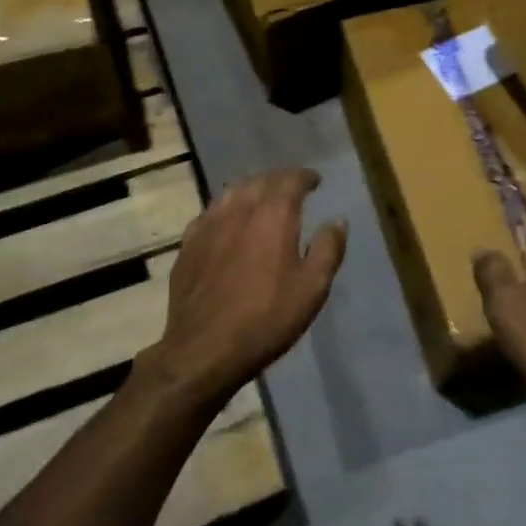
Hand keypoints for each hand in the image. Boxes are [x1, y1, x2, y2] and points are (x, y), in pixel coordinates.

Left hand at [142, 167, 346, 402]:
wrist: (204, 349)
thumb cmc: (266, 318)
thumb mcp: (312, 288)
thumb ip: (328, 249)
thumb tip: (337, 221)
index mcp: (273, 214)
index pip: (291, 179)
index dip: (305, 177)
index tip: (315, 181)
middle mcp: (239, 208)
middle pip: (261, 180)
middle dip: (279, 180)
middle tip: (292, 189)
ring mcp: (209, 223)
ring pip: (233, 191)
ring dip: (252, 189)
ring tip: (262, 200)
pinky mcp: (188, 243)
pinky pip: (211, 213)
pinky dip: (227, 209)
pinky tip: (229, 223)